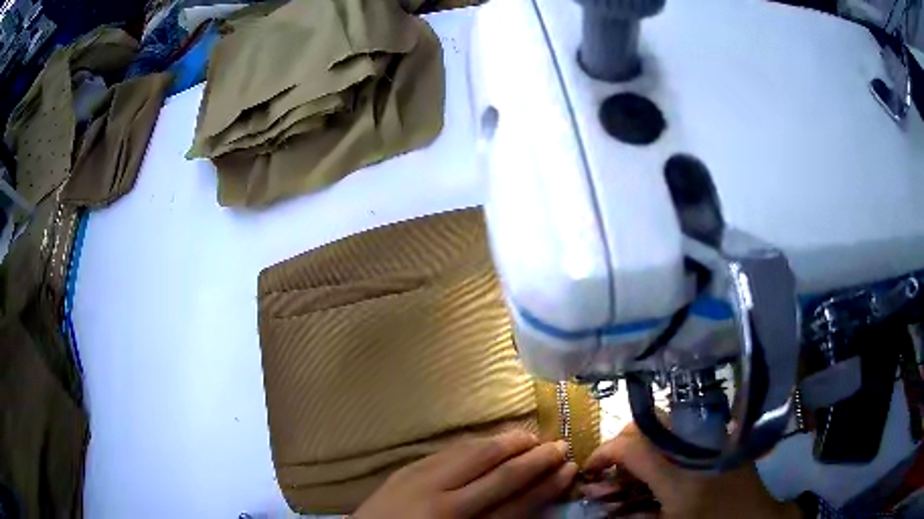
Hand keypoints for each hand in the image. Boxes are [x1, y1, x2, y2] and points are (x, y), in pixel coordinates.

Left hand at [354, 431, 577, 518]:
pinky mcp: (405, 469)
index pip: (518, 503)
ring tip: (530, 436)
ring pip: (475, 454)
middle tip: (559, 445)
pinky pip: (448, 451)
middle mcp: (445, 502)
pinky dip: (475, 444)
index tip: (569, 469)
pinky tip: (489, 441)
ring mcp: (421, 481)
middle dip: (534, 457)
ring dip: (507, 443)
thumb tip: (529, 499)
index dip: (547, 485)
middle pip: (501, 473)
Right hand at [582, 424, 801, 518]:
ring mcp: (709, 435)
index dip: (602, 454)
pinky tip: (657, 464)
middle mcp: (693, 445)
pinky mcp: (718, 435)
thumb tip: (599, 499)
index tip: (588, 469)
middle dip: (618, 447)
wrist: (752, 517)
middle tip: (609, 471)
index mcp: (679, 474)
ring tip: (629, 470)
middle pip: (644, 427)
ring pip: (660, 424)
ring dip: (636, 444)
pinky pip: (679, 428)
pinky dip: (659, 442)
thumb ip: (631, 513)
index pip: (630, 447)